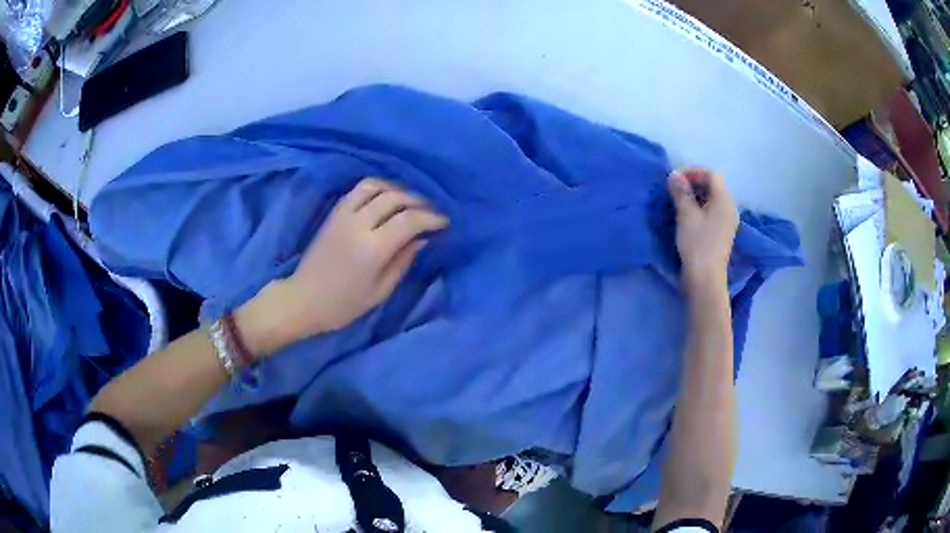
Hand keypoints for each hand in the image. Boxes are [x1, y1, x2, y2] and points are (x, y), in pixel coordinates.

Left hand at [236, 177, 447, 356]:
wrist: (304, 299)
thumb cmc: (344, 304)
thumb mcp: (380, 291)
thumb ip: (403, 261)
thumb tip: (421, 239)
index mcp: (373, 249)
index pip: (410, 221)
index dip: (431, 218)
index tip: (444, 223)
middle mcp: (358, 224)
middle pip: (395, 198)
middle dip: (419, 202)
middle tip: (430, 213)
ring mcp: (343, 214)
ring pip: (376, 186)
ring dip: (398, 189)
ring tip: (409, 202)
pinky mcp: (334, 213)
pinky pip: (359, 189)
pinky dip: (377, 187)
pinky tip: (386, 198)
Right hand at [668, 167, 737, 291]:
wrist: (705, 278)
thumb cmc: (697, 243)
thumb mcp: (686, 215)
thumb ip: (681, 192)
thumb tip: (674, 175)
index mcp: (724, 199)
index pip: (711, 174)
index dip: (693, 171)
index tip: (676, 179)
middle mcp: (729, 207)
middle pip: (714, 185)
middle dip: (694, 183)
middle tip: (675, 189)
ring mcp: (727, 221)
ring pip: (712, 199)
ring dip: (696, 196)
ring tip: (678, 202)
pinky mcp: (722, 233)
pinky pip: (712, 211)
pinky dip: (700, 208)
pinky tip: (688, 217)